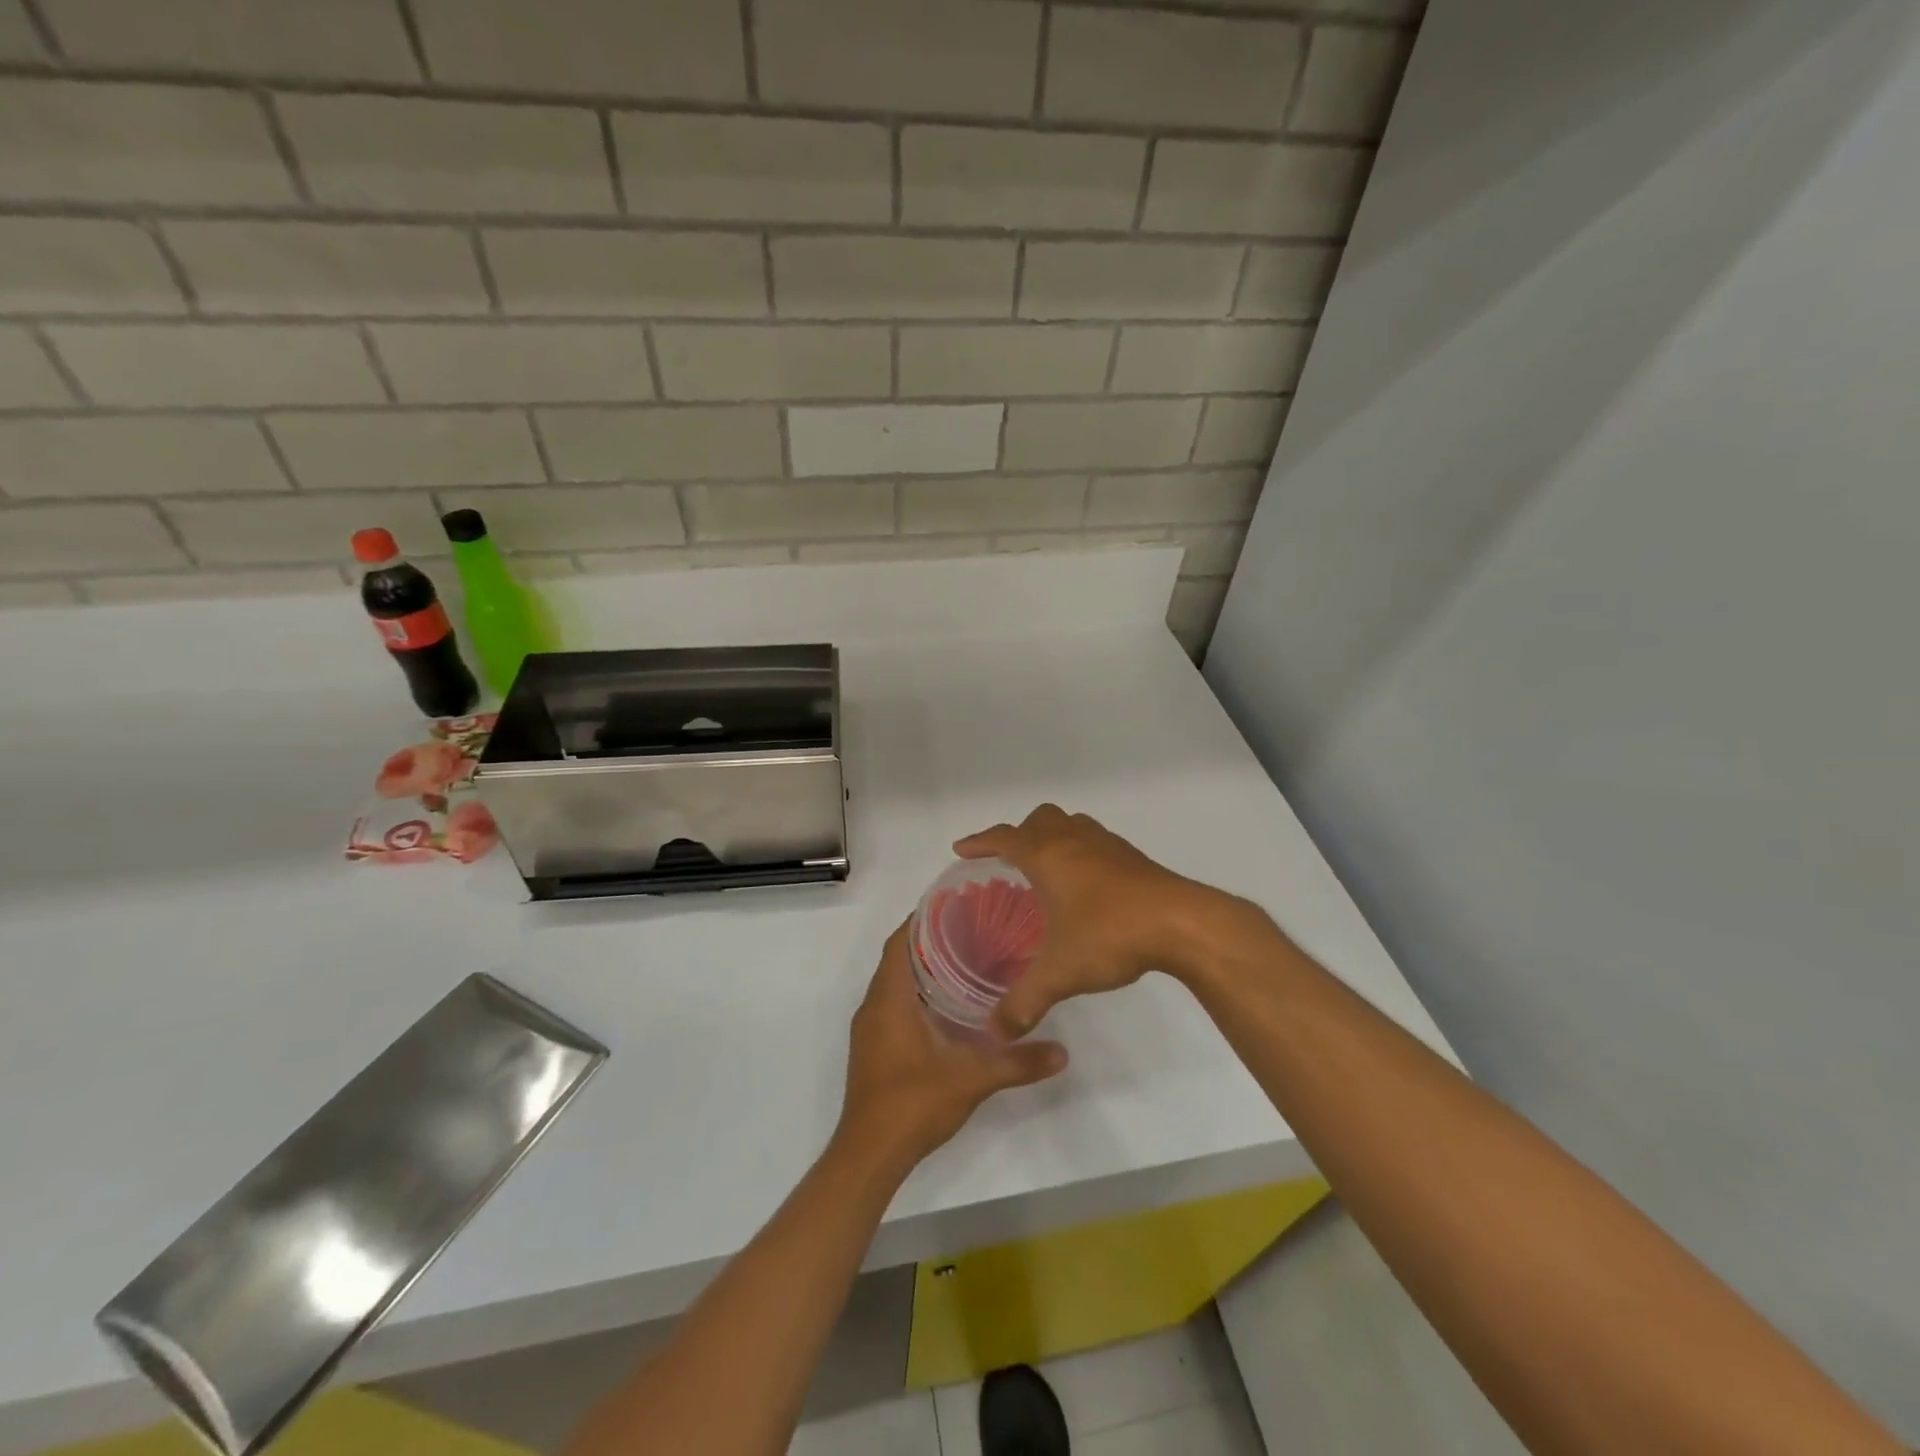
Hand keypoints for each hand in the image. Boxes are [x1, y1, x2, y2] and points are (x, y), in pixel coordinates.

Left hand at [837, 921, 1067, 1170]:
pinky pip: (893, 1005)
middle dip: (930, 941)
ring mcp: (870, 1030)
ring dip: (923, 969)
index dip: (922, 919)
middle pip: (898, 958)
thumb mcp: (972, 1078)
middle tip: (972, 931)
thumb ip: (1017, 1062)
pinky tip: (949, 1006)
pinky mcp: (874, 1049)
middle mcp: (873, 1006)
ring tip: (966, 961)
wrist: (870, 1155)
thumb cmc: (914, 1103)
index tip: (956, 905)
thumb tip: (1062, 1052)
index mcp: (889, 999)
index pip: (900, 942)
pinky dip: (916, 994)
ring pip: (895, 984)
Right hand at [957, 804, 1249, 1037]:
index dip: (979, 841)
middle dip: (1020, 834)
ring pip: (1071, 824)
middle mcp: (1074, 840)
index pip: (1004, 838)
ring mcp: (1107, 844)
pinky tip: (1087, 884)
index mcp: (1047, 856)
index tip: (962, 848)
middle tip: (1009, 862)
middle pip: (1039, 820)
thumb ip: (1025, 1001)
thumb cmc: (1110, 934)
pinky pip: (1095, 840)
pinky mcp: (1132, 856)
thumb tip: (997, 1032)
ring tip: (1047, 868)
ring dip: (1053, 837)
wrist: (1182, 923)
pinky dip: (1081, 850)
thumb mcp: (1061, 973)